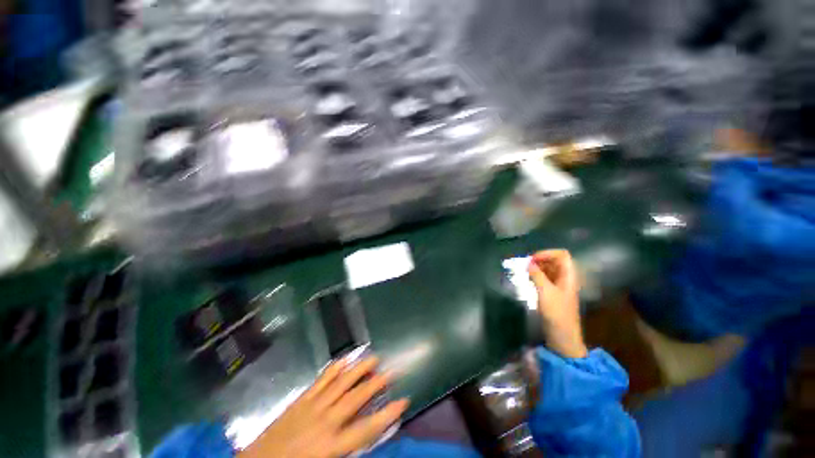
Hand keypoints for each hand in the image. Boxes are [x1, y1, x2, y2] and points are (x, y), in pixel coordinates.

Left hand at [239, 357, 408, 457]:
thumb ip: (347, 450)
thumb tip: (367, 437)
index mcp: (331, 446)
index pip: (367, 428)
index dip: (387, 415)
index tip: (403, 401)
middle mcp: (325, 421)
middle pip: (356, 398)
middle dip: (376, 384)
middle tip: (392, 371)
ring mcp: (313, 406)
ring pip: (341, 383)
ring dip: (359, 369)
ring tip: (374, 357)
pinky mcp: (302, 399)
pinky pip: (322, 380)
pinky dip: (335, 368)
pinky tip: (345, 359)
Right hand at [528, 250, 587, 358]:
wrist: (563, 337)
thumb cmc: (557, 313)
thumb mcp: (545, 292)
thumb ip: (537, 275)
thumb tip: (528, 263)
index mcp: (569, 276)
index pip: (562, 255)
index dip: (547, 253)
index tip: (532, 259)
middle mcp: (565, 279)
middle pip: (554, 261)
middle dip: (539, 260)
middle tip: (525, 265)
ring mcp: (559, 286)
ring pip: (548, 270)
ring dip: (536, 268)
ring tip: (524, 272)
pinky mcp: (553, 294)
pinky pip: (545, 279)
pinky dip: (536, 276)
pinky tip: (527, 280)